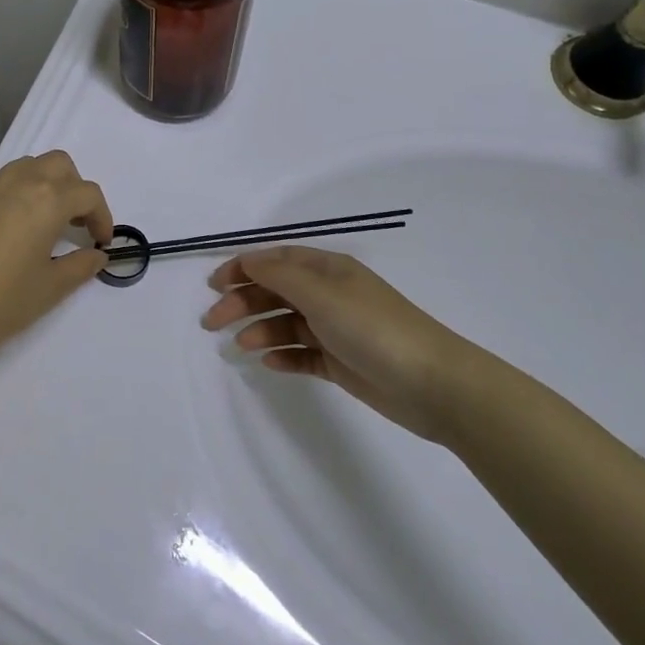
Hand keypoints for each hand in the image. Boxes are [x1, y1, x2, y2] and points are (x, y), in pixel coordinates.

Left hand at [0, 151, 112, 374]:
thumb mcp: (49, 289)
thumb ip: (80, 266)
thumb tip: (97, 255)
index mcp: (46, 200)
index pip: (87, 193)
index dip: (102, 216)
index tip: (101, 242)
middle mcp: (17, 182)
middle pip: (58, 164)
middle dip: (74, 188)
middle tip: (74, 224)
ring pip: (25, 167)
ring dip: (43, 185)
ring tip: (42, 223)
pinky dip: (12, 196)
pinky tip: (4, 231)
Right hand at [201, 247, 472, 444]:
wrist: (432, 383)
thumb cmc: (373, 328)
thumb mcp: (322, 294)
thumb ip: (280, 277)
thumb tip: (248, 261)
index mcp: (327, 270)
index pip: (276, 261)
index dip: (242, 268)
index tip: (213, 286)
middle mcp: (329, 295)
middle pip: (275, 291)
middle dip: (243, 302)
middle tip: (212, 323)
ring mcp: (335, 329)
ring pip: (286, 323)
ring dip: (260, 330)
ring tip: (241, 347)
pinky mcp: (340, 362)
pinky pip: (302, 354)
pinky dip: (283, 356)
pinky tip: (268, 363)